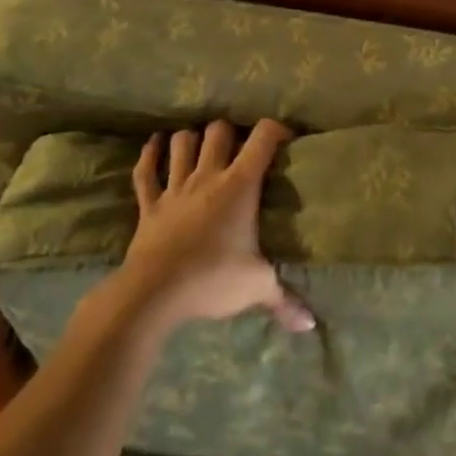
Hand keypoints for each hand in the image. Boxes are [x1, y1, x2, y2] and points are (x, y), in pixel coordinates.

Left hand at [115, 118, 314, 332]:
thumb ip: (285, 301)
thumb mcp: (257, 287)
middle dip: (231, 132)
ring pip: (182, 143)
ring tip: (201, 145)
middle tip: (239, 147)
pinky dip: (150, 153)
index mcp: (240, 185)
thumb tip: (310, 325)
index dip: (276, 130)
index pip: (263, 138)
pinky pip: (145, 171)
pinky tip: (155, 144)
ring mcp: (175, 187)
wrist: (154, 294)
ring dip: (192, 139)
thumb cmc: (212, 280)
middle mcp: (208, 176)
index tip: (285, 138)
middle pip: (219, 131)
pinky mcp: (149, 204)